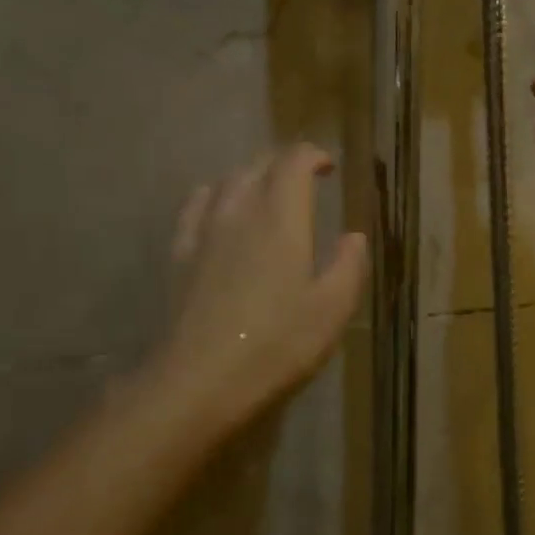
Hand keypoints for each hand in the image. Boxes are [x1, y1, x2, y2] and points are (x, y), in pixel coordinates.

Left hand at [149, 145, 367, 432]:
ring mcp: (204, 231)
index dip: (313, 156)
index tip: (329, 167)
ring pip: (226, 181)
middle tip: (305, 178)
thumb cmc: (278, 343)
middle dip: (284, 162)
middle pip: (258, 165)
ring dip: (251, 176)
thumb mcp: (333, 309)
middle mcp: (241, 212)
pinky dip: (214, 196)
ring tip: (267, 192)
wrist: (201, 379)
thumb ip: (349, 266)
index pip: (294, 162)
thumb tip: (354, 237)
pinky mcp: (180, 255)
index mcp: (282, 219)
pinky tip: (219, 211)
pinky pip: (196, 206)